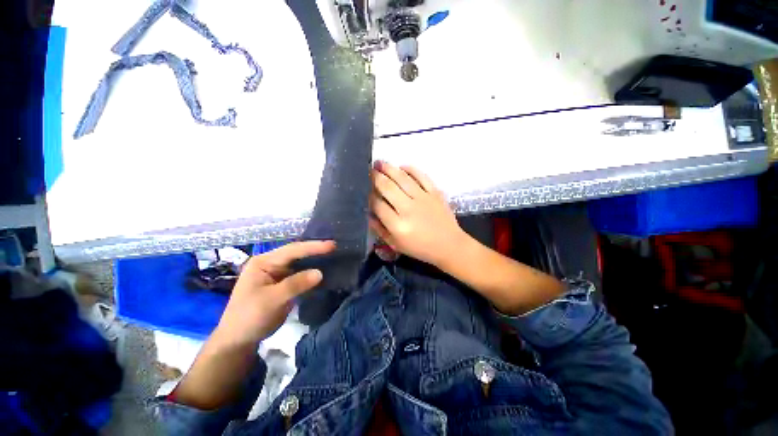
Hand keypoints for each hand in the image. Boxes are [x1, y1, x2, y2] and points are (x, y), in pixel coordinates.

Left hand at [213, 240, 335, 345]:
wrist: (238, 340)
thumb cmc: (249, 317)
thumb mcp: (271, 300)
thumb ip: (295, 284)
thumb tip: (320, 272)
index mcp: (263, 262)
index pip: (292, 250)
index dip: (312, 247)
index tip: (332, 245)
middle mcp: (271, 263)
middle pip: (297, 253)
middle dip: (315, 249)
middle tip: (335, 247)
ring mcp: (278, 273)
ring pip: (300, 262)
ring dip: (315, 259)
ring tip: (334, 254)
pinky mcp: (284, 283)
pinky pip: (301, 273)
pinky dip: (312, 271)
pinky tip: (324, 269)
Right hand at [369, 161, 465, 266]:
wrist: (449, 245)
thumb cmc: (420, 248)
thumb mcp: (396, 245)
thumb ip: (380, 230)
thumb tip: (368, 214)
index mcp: (398, 225)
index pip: (378, 205)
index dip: (369, 196)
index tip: (366, 191)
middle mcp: (409, 209)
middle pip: (388, 187)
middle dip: (375, 177)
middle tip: (369, 171)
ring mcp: (423, 198)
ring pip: (402, 179)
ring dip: (389, 169)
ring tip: (380, 163)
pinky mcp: (435, 193)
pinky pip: (422, 176)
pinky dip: (411, 169)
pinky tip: (402, 166)